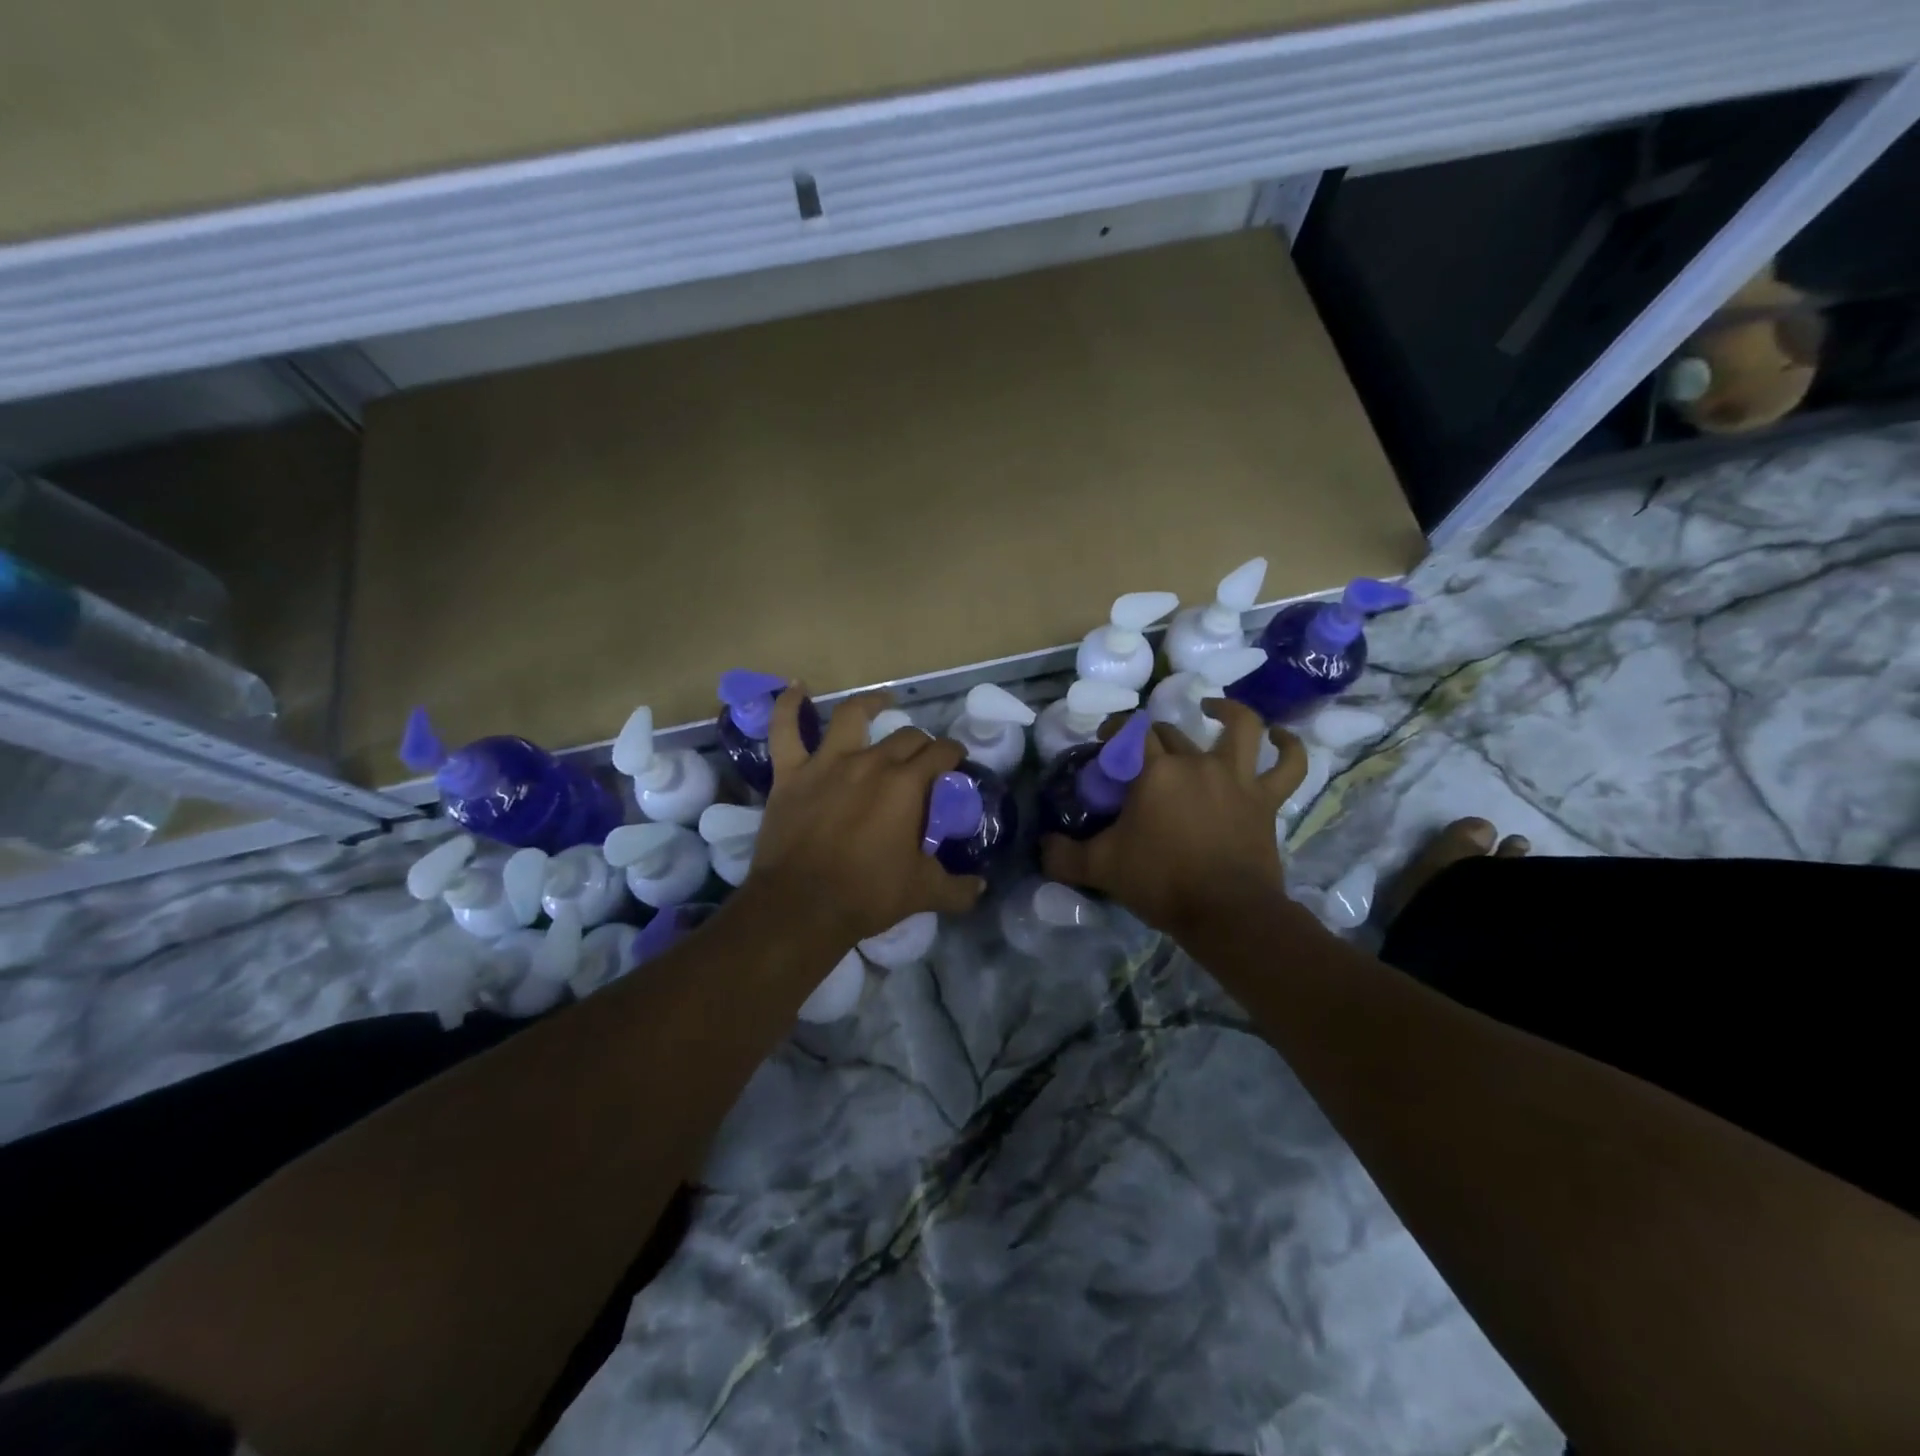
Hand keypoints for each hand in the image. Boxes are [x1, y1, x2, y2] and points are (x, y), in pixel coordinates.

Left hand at [747, 686, 986, 946]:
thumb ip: (957, 888)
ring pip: (852, 716)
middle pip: (905, 737)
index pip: (940, 754)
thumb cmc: (867, 895)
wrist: (802, 906)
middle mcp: (871, 762)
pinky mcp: (791, 773)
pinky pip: (785, 730)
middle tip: (924, 757)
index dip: (953, 753)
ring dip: (871, 704)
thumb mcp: (923, 893)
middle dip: (921, 742)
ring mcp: (827, 763)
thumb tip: (981, 887)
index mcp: (906, 785)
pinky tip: (795, 688)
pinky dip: (788, 706)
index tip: (956, 760)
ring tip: (882, 701)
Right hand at [1041, 700, 1306, 942]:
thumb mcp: (1100, 869)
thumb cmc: (1161, 882)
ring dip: (1228, 712)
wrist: (1225, 912)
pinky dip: (1290, 747)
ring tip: (1213, 709)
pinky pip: (1289, 766)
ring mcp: (1238, 778)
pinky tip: (1281, 736)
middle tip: (1139, 756)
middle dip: (1151, 738)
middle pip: (1172, 733)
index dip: (1116, 731)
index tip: (1104, 741)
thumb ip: (1064, 856)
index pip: (1131, 734)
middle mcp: (1197, 763)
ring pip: (1241, 729)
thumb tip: (1042, 847)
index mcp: (1156, 772)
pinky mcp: (1266, 800)